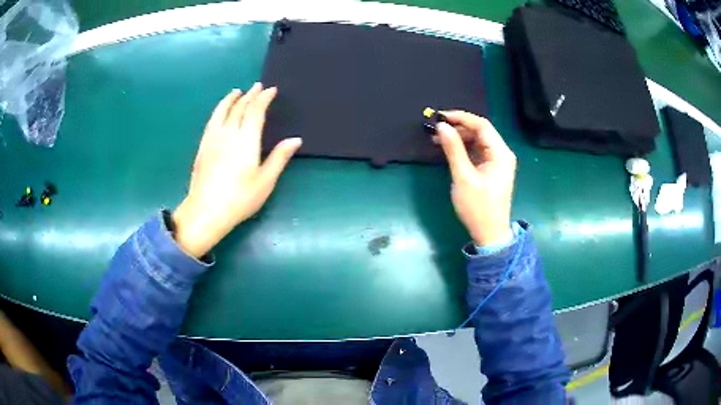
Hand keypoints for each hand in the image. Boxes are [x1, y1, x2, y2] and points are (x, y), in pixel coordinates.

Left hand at [173, 83, 301, 257]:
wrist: (206, 211)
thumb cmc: (240, 198)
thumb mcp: (265, 181)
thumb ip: (279, 157)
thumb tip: (295, 139)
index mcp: (246, 140)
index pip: (256, 111)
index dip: (264, 98)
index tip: (271, 90)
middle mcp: (229, 133)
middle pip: (240, 108)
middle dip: (250, 95)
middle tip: (257, 87)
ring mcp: (213, 139)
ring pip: (222, 111)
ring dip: (231, 99)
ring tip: (237, 92)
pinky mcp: (203, 146)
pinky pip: (211, 121)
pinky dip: (218, 111)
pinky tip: (220, 112)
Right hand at [435, 111, 516, 246]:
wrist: (490, 234)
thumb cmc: (478, 207)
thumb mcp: (463, 177)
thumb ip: (453, 149)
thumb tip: (442, 126)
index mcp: (500, 153)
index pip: (482, 125)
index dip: (461, 117)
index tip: (440, 117)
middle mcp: (502, 154)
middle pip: (481, 131)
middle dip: (459, 127)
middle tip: (436, 129)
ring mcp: (498, 162)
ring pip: (478, 141)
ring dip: (460, 137)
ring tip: (438, 139)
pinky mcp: (492, 169)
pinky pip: (478, 151)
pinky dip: (464, 148)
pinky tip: (450, 149)